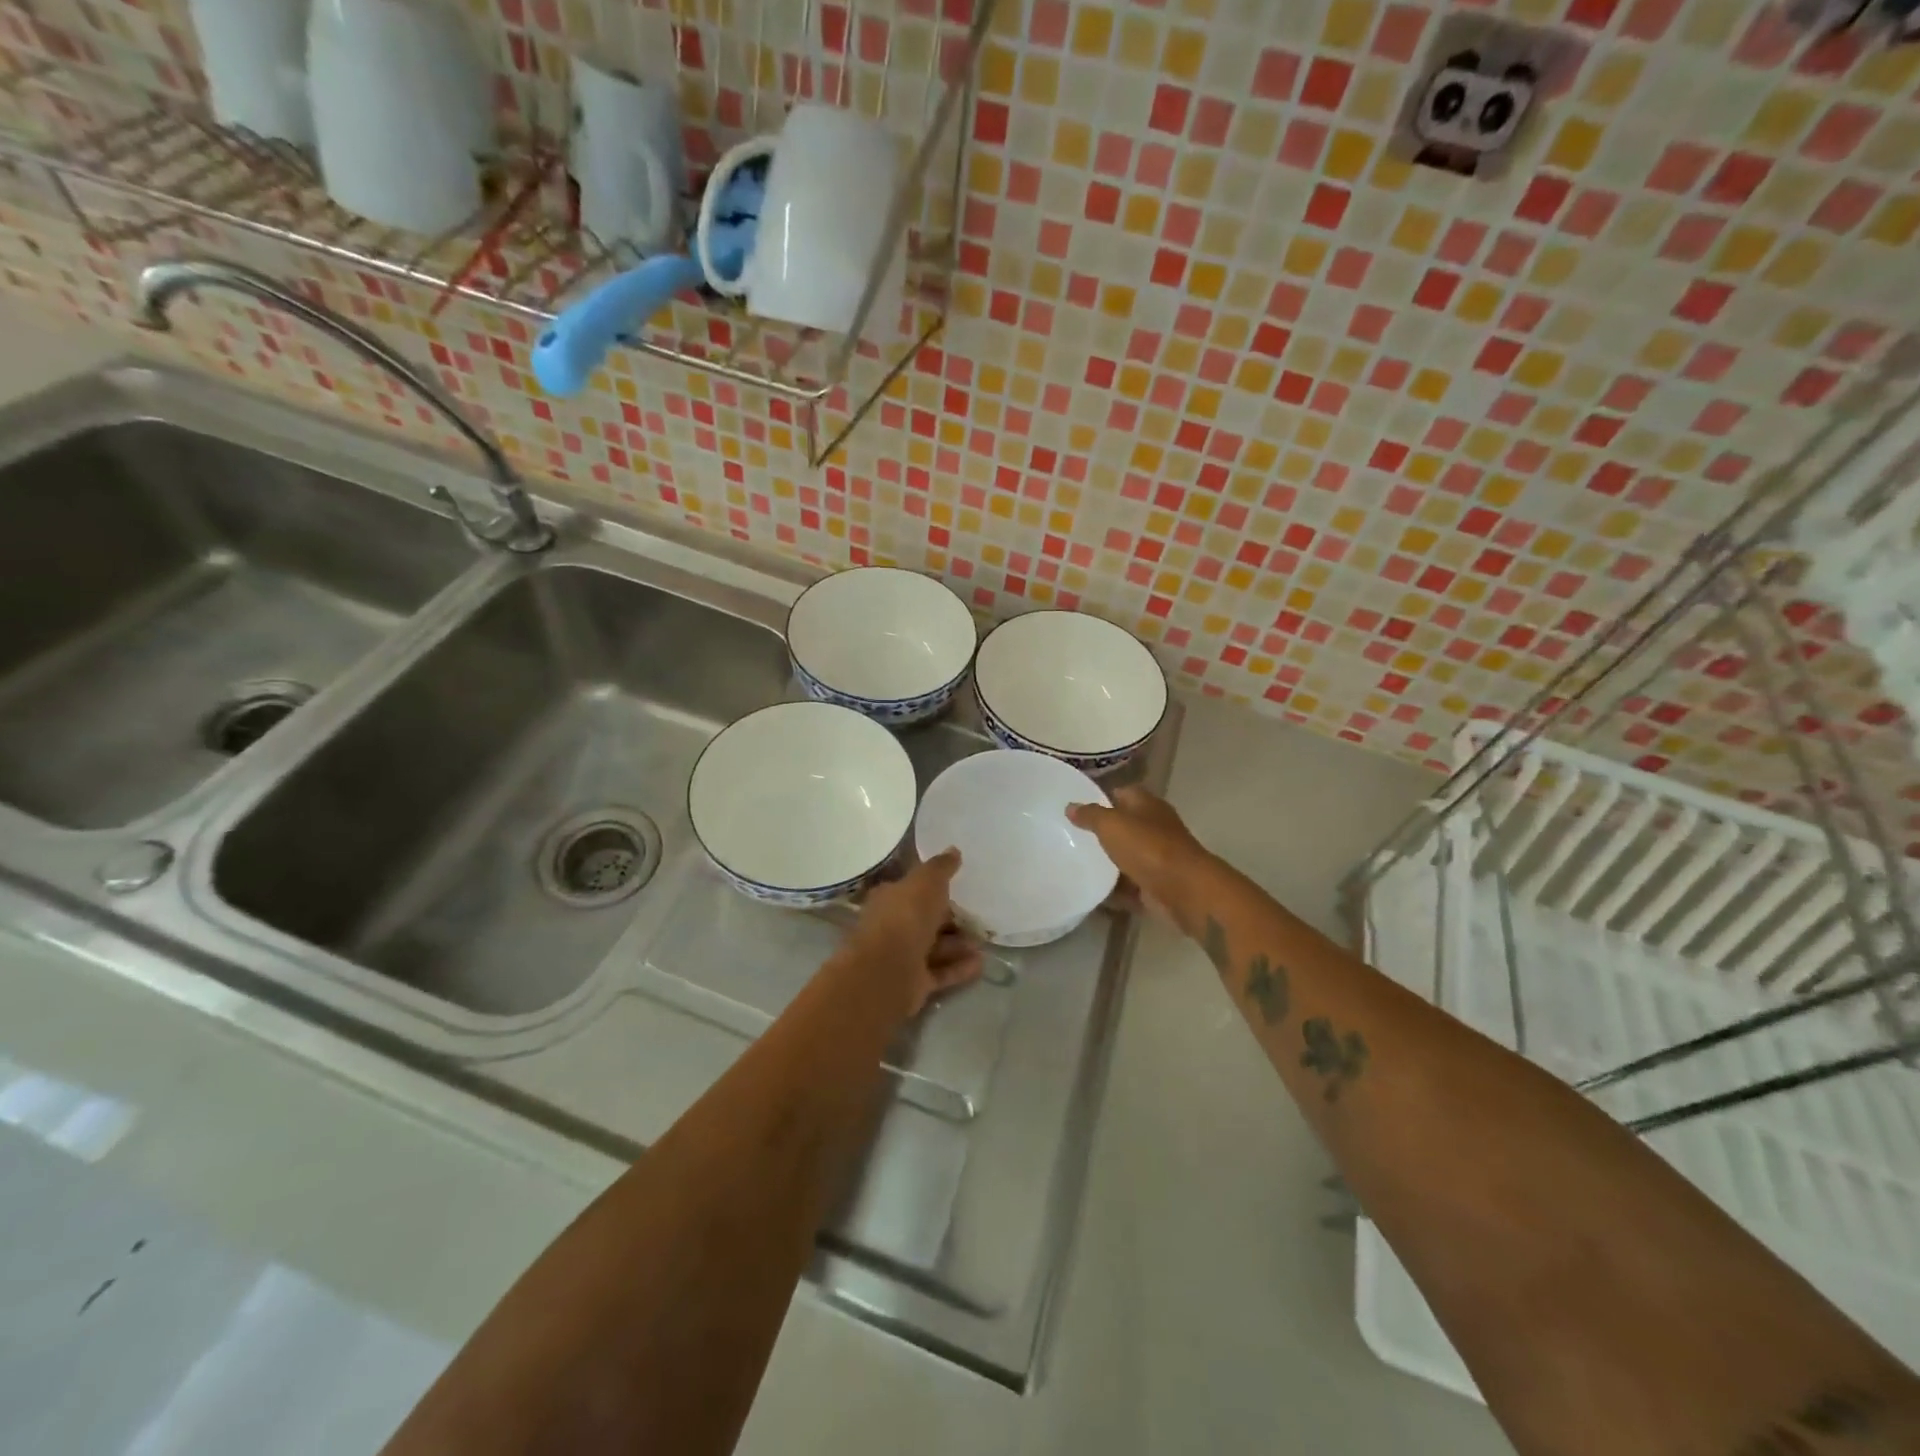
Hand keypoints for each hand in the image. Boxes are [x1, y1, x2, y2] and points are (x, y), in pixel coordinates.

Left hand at [846, 850, 983, 1017]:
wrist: (887, 971)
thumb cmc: (905, 917)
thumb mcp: (926, 882)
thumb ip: (941, 867)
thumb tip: (953, 850)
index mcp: (889, 899)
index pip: (912, 890)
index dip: (935, 888)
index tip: (960, 886)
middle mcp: (892, 926)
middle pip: (925, 920)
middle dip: (951, 918)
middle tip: (978, 916)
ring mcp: (901, 957)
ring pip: (934, 947)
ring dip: (958, 944)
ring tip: (984, 941)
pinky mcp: (912, 983)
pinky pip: (940, 972)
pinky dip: (959, 967)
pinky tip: (981, 964)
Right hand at [1067, 787, 1211, 918]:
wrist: (1184, 891)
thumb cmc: (1148, 847)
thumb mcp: (1112, 824)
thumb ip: (1090, 815)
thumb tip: (1071, 806)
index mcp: (1147, 806)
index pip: (1123, 793)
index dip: (1102, 797)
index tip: (1077, 807)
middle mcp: (1155, 829)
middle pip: (1124, 827)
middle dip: (1101, 833)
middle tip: (1070, 838)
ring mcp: (1157, 859)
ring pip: (1127, 858)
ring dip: (1107, 864)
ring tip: (1075, 866)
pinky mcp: (1156, 887)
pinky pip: (1130, 888)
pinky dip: (1115, 892)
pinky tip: (1091, 894)